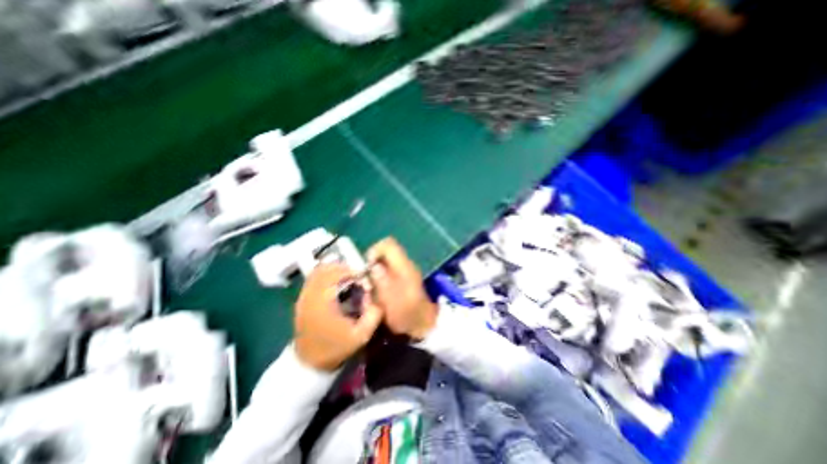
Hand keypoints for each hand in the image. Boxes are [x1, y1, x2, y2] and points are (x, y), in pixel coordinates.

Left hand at [293, 262, 383, 370]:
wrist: (309, 363)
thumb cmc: (335, 348)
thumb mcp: (361, 335)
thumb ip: (373, 315)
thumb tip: (376, 297)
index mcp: (324, 301)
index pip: (337, 274)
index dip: (352, 272)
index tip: (362, 278)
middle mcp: (311, 294)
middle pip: (326, 268)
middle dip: (344, 269)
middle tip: (356, 277)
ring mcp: (303, 296)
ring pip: (318, 271)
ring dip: (334, 271)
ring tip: (347, 279)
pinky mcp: (301, 300)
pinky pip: (313, 278)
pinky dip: (325, 276)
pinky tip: (335, 286)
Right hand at [364, 238, 434, 340]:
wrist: (424, 325)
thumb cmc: (407, 315)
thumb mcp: (391, 301)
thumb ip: (382, 282)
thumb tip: (373, 266)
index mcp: (404, 266)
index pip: (388, 244)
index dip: (374, 250)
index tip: (366, 267)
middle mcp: (405, 264)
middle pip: (386, 251)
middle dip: (373, 262)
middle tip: (366, 278)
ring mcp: (406, 270)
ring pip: (386, 260)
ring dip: (376, 269)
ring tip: (371, 286)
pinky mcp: (404, 278)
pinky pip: (388, 269)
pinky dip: (381, 275)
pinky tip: (379, 290)